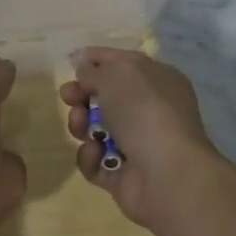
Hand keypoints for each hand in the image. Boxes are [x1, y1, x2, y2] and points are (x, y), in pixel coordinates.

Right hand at [60, 47, 231, 230]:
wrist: (168, 176)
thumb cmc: (144, 112)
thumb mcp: (115, 75)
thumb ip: (93, 70)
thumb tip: (83, 66)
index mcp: (157, 79)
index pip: (121, 62)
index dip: (95, 60)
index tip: (70, 62)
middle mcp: (150, 110)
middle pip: (105, 97)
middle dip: (82, 95)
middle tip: (68, 97)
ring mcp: (137, 145)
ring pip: (96, 128)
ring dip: (81, 125)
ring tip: (82, 129)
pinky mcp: (124, 175)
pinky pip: (96, 160)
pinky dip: (90, 157)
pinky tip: (95, 153)